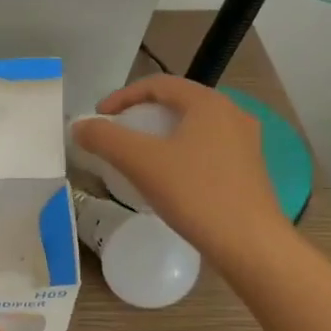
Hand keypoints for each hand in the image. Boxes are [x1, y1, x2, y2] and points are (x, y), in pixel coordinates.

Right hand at [72, 75, 289, 266]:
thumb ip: (105, 138)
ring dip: (160, 135)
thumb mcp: (140, 162)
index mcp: (209, 103)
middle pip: (176, 103)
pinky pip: (205, 148)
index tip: (99, 118)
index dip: (122, 96)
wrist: (251, 245)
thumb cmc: (196, 194)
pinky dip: (179, 153)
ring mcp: (245, 143)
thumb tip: (79, 126)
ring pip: (191, 127)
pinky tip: (167, 179)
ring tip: (137, 157)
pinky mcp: (248, 170)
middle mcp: (232, 114)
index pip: (158, 84)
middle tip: (116, 135)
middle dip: (140, 115)